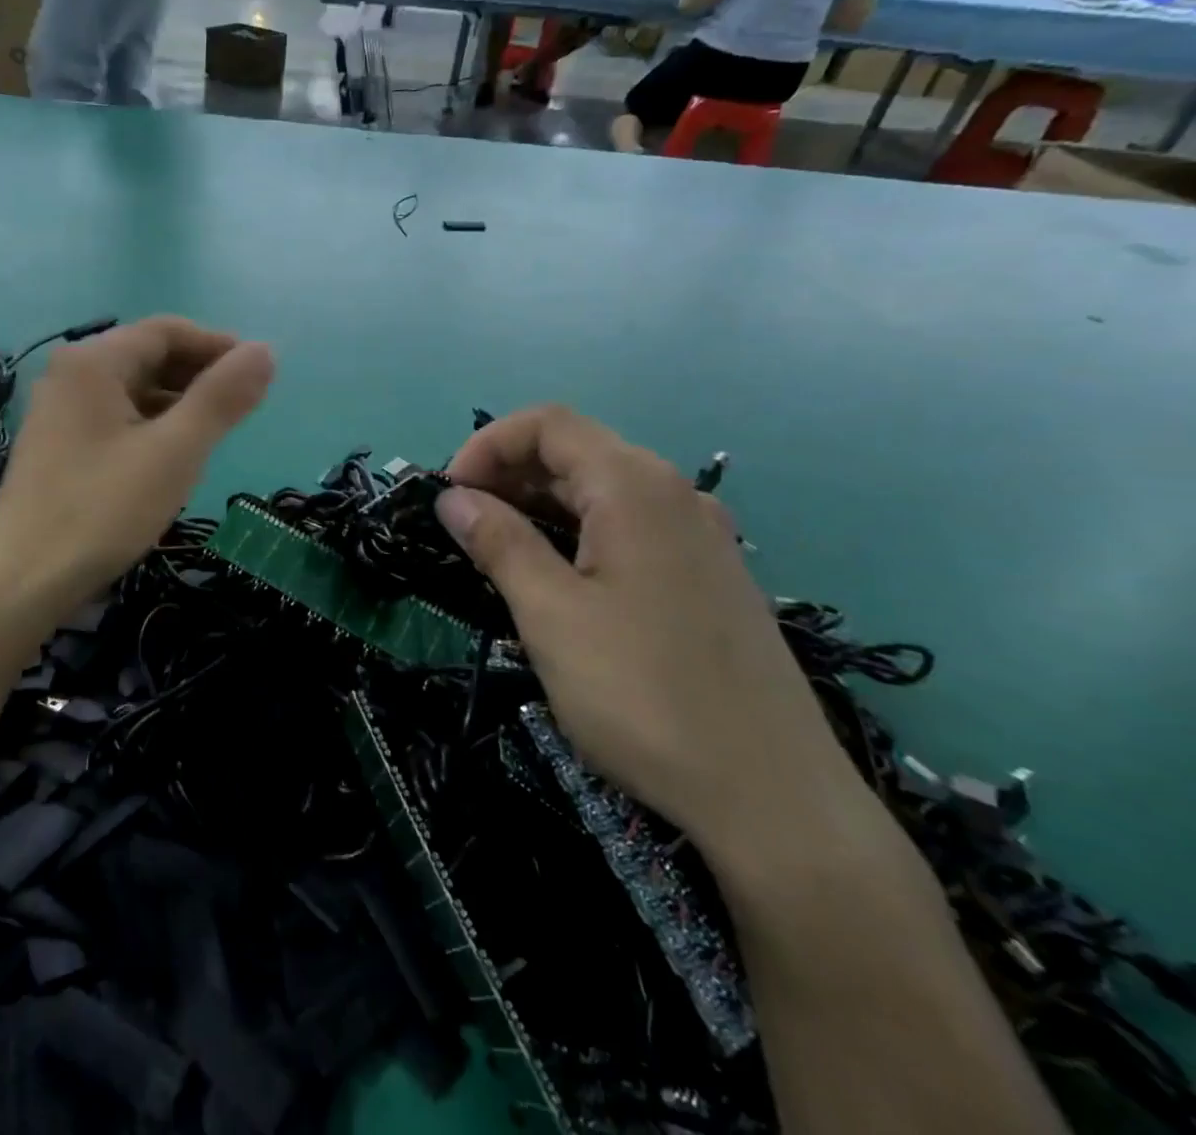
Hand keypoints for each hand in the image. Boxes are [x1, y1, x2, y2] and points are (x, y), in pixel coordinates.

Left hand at [0, 316, 272, 611]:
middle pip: (147, 355)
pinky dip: (150, 424)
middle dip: (198, 374)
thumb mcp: (175, 451)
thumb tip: (264, 350)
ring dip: (177, 401)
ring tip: (215, 432)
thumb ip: (221, 397)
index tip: (259, 374)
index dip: (217, 345)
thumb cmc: (103, 510)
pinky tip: (171, 455)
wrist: (22, 581)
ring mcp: (58, 410)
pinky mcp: (57, 444)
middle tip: (243, 406)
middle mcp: (70, 374)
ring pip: (132, 389)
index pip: (167, 331)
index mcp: (93, 361)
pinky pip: (115, 416)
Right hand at [434, 406, 876, 876]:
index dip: (486, 446)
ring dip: (540, 506)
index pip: (547, 424)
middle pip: (576, 452)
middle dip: (508, 475)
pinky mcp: (709, 577)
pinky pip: (630, 528)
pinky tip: (559, 580)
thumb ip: (499, 542)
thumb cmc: (644, 694)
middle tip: (462, 528)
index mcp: (634, 486)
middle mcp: (674, 494)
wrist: (774, 799)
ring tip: (497, 553)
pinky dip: (578, 534)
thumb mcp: (551, 614)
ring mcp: (700, 536)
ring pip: (602, 492)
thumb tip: (453, 498)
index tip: (449, 497)